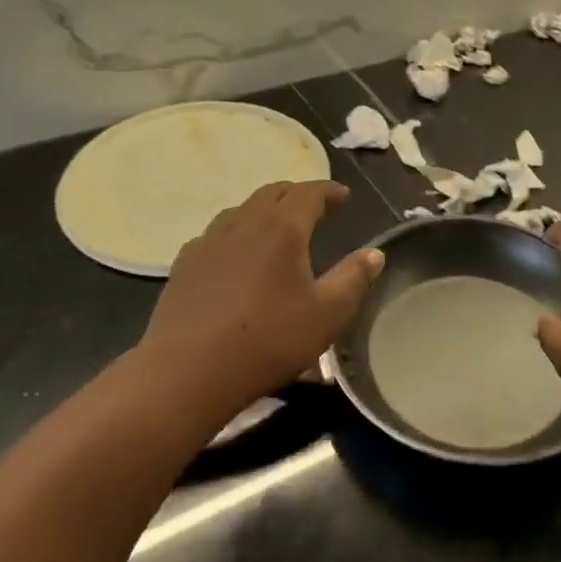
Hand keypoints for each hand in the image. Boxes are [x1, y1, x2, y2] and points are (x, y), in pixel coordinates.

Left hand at [139, 180, 383, 417]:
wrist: (188, 370)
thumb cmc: (268, 339)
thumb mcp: (328, 314)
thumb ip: (354, 278)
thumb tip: (376, 253)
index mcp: (283, 227)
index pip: (309, 192)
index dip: (329, 191)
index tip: (344, 196)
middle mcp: (246, 222)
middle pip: (274, 192)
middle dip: (297, 194)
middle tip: (314, 207)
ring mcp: (210, 240)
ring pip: (242, 209)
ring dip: (264, 210)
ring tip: (276, 227)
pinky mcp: (185, 263)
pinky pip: (216, 234)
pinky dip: (235, 233)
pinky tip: (235, 255)